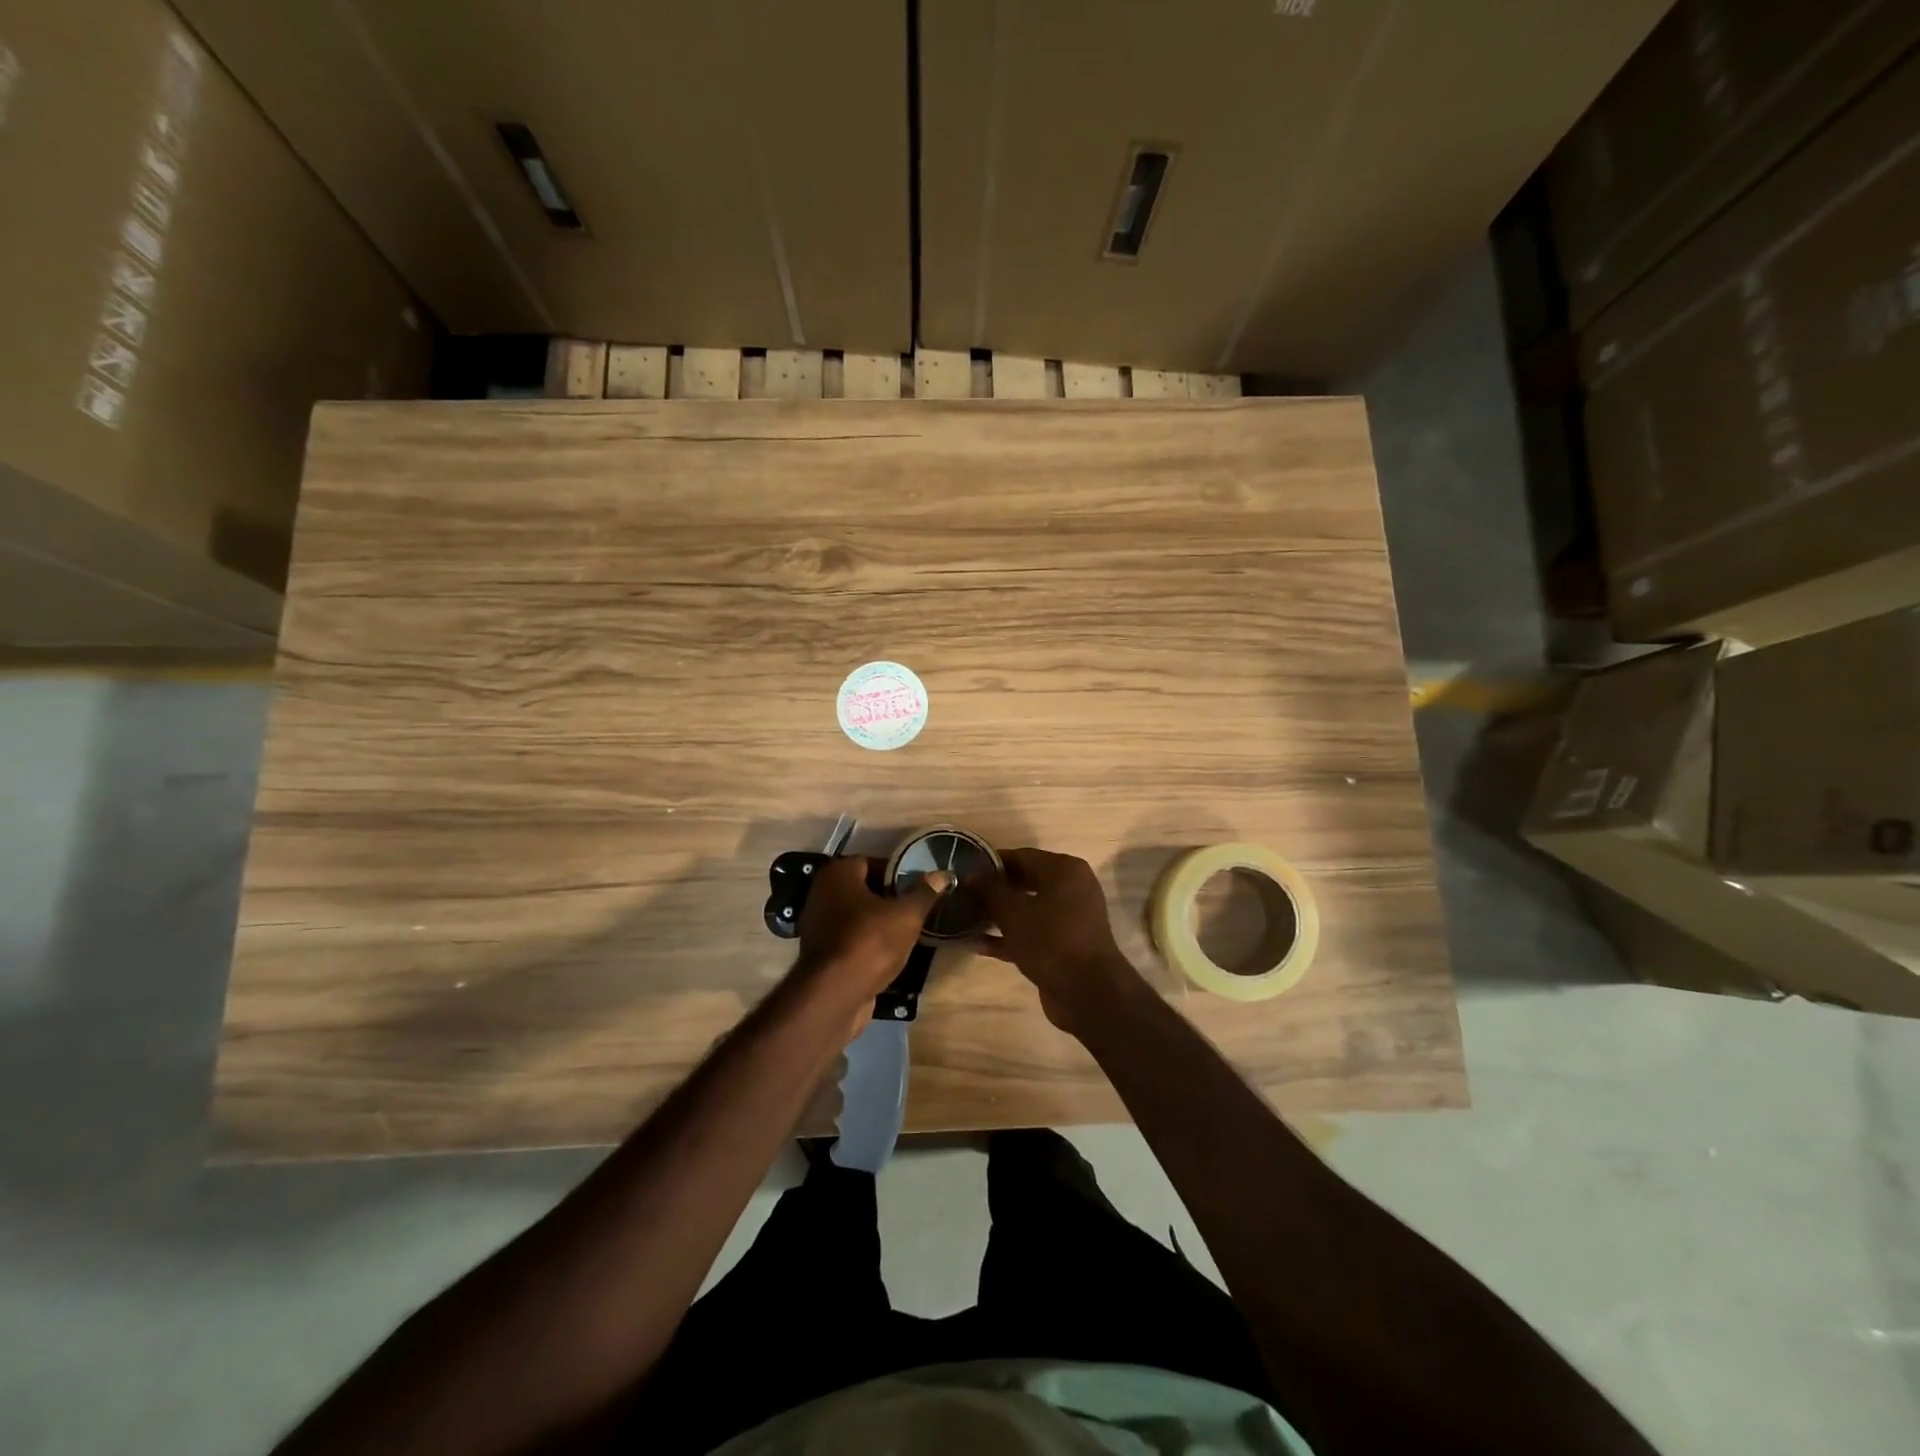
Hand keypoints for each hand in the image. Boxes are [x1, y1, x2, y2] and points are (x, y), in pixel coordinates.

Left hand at [795, 857, 951, 1014]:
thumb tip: (941, 875)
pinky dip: (866, 942)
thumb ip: (924, 893)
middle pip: (862, 888)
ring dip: (878, 922)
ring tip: (906, 931)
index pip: (871, 862)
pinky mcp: (820, 954)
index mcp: (838, 874)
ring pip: (855, 915)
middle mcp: (821, 893)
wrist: (835, 994)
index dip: (896, 872)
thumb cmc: (871, 941)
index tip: (918, 886)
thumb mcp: (906, 915)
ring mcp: (817, 925)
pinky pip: (849, 938)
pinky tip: (888, 953)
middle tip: (915, 908)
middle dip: (888, 897)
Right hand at [972, 848, 1141, 1034]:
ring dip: (998, 915)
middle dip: (993, 890)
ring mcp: (1069, 919)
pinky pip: (1032, 933)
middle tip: (963, 894)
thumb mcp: (1013, 912)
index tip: (964, 871)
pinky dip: (1008, 937)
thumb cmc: (1050, 940)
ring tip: (965, 918)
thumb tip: (969, 873)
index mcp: (1065, 870)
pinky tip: (977, 945)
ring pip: (1027, 910)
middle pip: (1025, 882)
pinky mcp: (1064, 946)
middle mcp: (1071, 889)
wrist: (1087, 993)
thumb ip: (989, 890)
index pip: (1021, 856)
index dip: (990, 863)